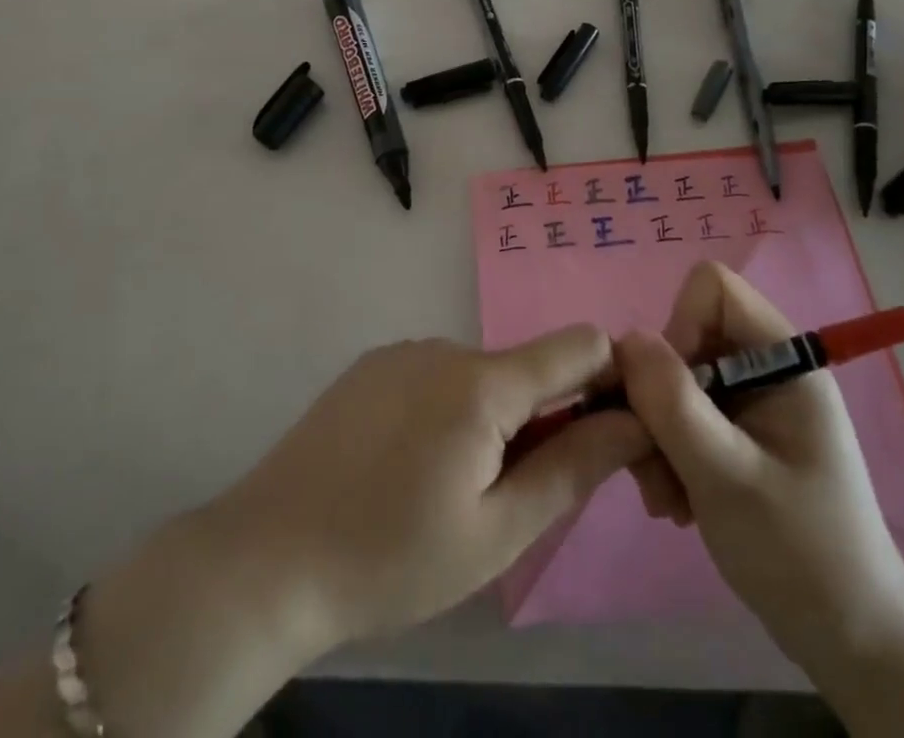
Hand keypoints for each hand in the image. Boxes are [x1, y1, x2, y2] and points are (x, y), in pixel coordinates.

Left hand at [206, 328, 650, 653]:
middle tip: (511, 498)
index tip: (603, 436)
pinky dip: (447, 411)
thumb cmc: (392, 558)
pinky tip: (408, 467)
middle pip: (526, 367)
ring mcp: (403, 351)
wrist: (268, 557)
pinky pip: (435, 376)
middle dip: (542, 418)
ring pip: (480, 375)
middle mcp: (445, 346)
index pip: (579, 344)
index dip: (608, 381)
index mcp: (482, 382)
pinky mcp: (371, 365)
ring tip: (448, 490)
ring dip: (490, 419)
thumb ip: (573, 467)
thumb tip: (634, 420)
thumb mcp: (497, 533)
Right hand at [616, 262, 903, 677]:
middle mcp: (765, 367)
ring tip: (667, 496)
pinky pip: (681, 413)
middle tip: (653, 462)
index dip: (680, 326)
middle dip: (659, 398)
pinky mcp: (736, 432)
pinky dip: (667, 451)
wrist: (850, 642)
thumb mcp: (728, 476)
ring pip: (674, 378)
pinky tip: (678, 502)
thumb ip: (674, 403)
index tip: (672, 394)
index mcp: (784, 358)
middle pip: (685, 336)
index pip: (712, 288)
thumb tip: (625, 339)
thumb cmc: (800, 553)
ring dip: (657, 433)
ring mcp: (750, 401)